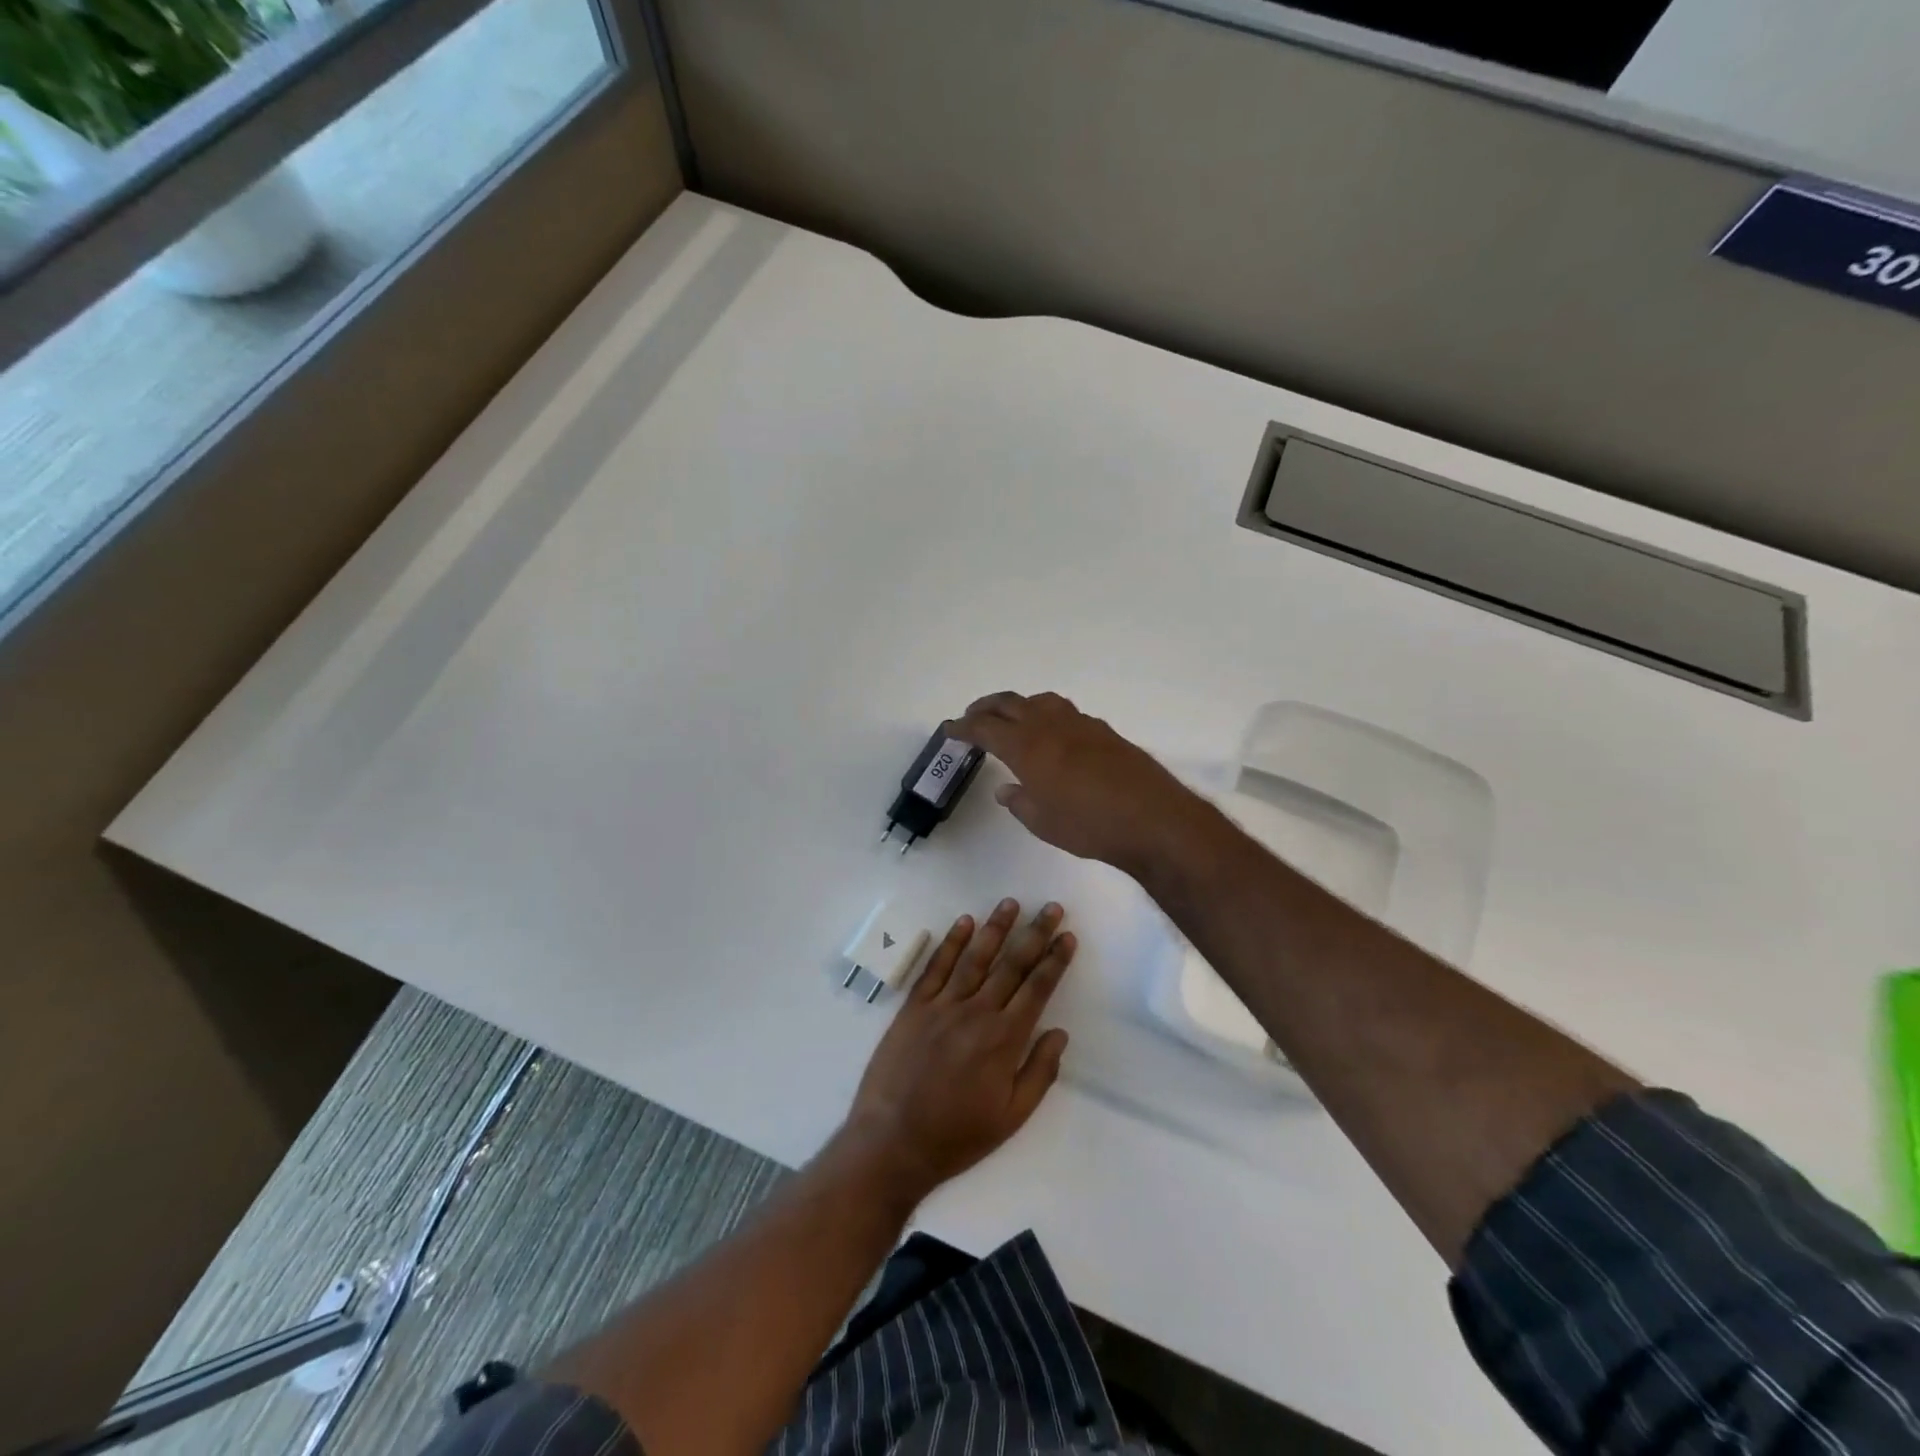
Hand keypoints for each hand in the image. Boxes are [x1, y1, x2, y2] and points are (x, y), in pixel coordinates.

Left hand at [843, 898, 1075, 1204]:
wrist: (892, 1142)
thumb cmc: (957, 1136)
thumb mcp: (1011, 1117)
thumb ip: (1039, 1072)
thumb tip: (1059, 1032)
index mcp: (1004, 1039)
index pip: (1037, 988)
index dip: (1054, 960)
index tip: (1067, 936)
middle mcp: (977, 1012)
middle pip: (1011, 964)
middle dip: (1034, 933)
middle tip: (1051, 907)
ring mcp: (942, 1005)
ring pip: (975, 957)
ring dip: (995, 927)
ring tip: (1011, 902)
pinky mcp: (914, 1007)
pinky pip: (936, 967)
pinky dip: (950, 942)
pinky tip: (963, 922)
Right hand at [950, 691, 1214, 876]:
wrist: (1153, 819)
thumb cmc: (1089, 826)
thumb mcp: (1043, 822)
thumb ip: (1019, 802)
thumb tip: (1006, 789)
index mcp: (1027, 746)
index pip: (985, 727)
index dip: (963, 727)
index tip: (950, 730)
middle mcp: (1050, 725)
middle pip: (1009, 703)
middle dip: (985, 708)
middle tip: (972, 718)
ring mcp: (1080, 724)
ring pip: (1039, 701)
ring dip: (1018, 705)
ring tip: (1010, 720)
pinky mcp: (1103, 731)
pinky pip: (1064, 712)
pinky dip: (1045, 715)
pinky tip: (1051, 736)